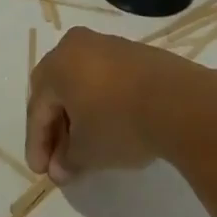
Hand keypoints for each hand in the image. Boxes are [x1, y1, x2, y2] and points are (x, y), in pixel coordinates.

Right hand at [26, 26, 216, 182]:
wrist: (180, 102)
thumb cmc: (120, 122)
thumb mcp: (88, 150)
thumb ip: (68, 159)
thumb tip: (60, 168)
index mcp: (56, 64)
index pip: (37, 108)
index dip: (37, 143)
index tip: (41, 171)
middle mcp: (76, 46)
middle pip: (57, 90)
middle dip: (56, 127)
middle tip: (60, 158)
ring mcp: (107, 45)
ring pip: (81, 82)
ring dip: (79, 113)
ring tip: (86, 145)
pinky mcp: (134, 53)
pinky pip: (105, 77)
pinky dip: (101, 101)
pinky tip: (110, 124)